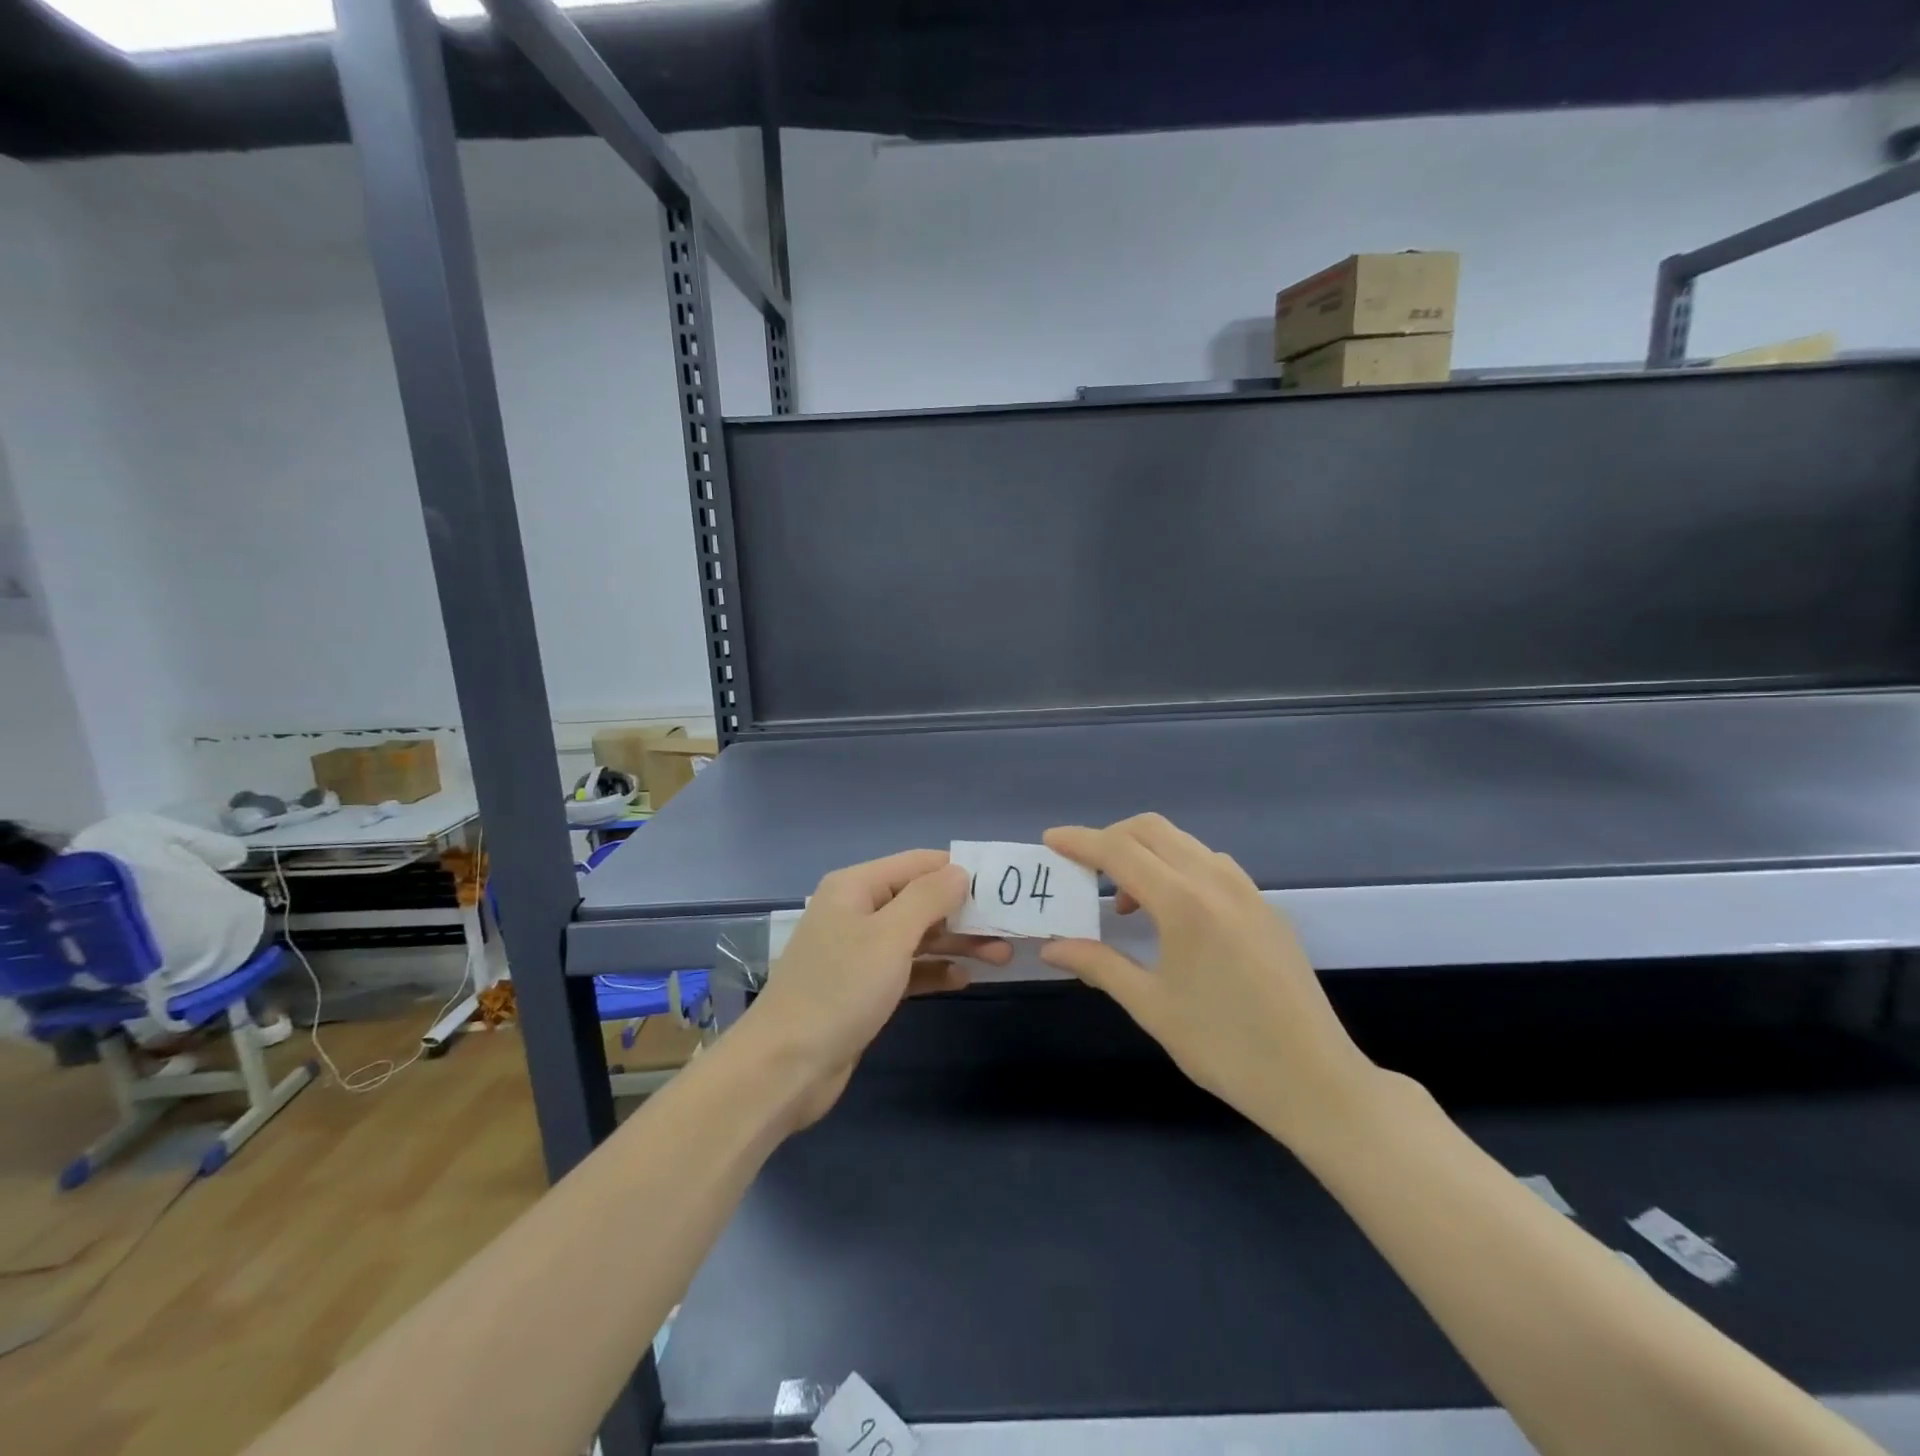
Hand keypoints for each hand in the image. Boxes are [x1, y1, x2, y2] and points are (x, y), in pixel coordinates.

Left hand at [741, 849, 1010, 1127]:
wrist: (786, 1066)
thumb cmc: (840, 990)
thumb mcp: (889, 936)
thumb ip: (928, 898)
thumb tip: (960, 871)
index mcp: (856, 887)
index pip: (917, 863)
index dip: (959, 870)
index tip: (1003, 886)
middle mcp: (857, 911)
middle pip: (920, 900)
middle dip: (964, 913)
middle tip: (1009, 929)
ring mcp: (858, 951)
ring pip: (917, 936)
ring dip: (956, 944)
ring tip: (1001, 956)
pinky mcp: (863, 988)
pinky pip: (906, 969)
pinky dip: (933, 971)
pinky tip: (963, 979)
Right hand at [1040, 814, 1375, 1148]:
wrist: (1316, 1080)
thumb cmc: (1225, 1047)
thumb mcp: (1152, 1006)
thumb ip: (1099, 965)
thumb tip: (1052, 946)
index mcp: (1184, 903)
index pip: (1119, 851)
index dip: (1080, 841)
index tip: (1050, 841)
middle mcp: (1216, 881)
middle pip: (1151, 830)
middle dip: (1110, 838)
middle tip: (1083, 871)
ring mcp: (1247, 890)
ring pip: (1183, 843)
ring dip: (1145, 853)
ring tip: (1126, 901)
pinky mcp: (1265, 906)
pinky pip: (1210, 863)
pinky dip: (1177, 867)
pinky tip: (1171, 912)